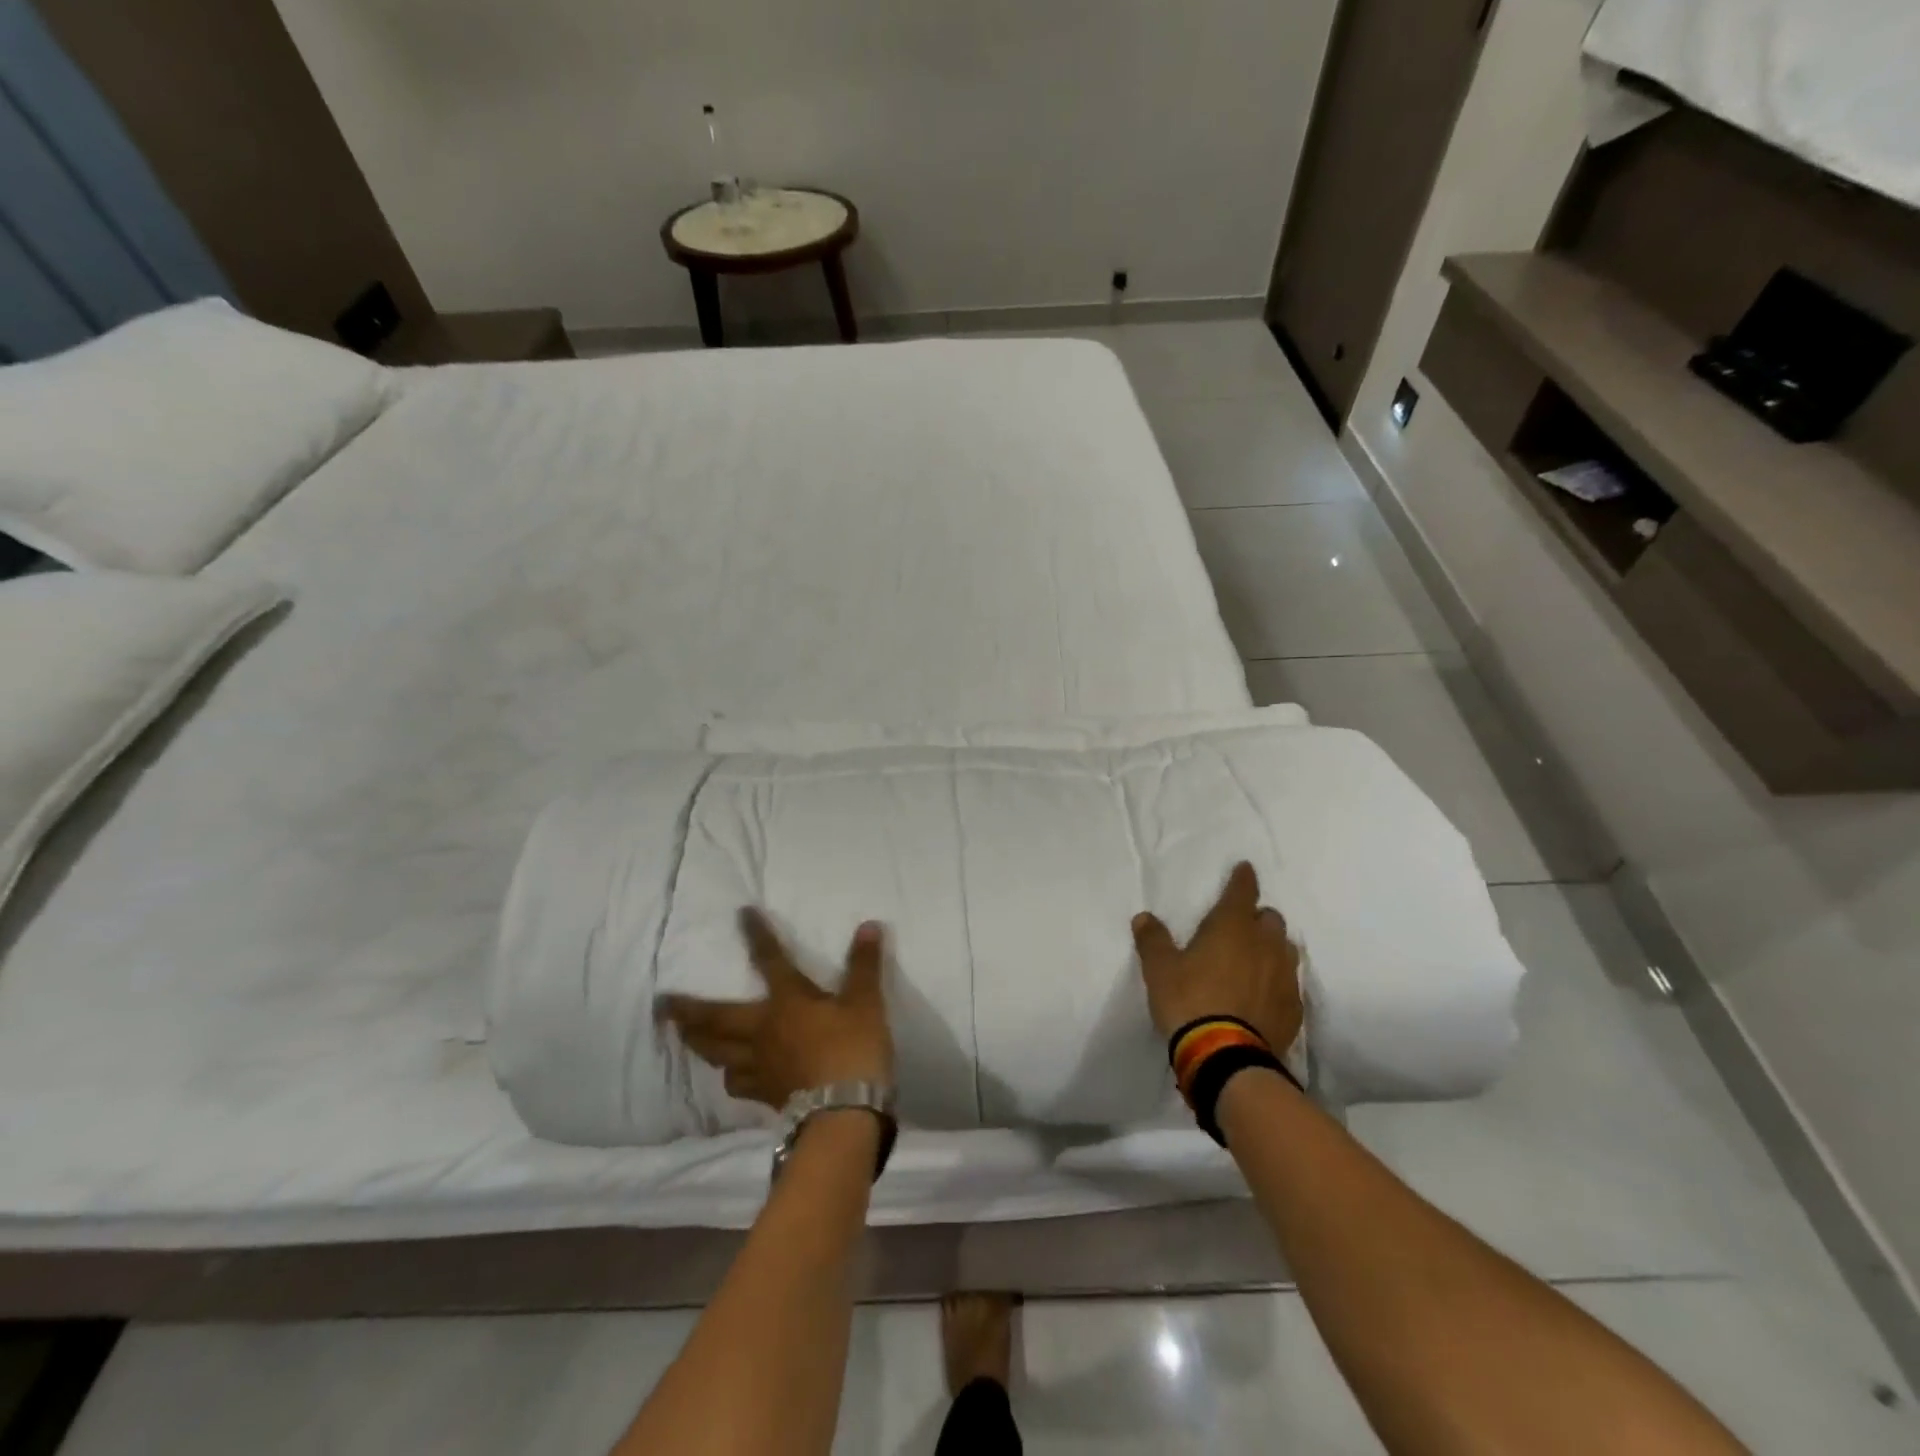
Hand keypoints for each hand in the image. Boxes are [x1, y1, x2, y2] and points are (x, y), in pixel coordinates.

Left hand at [662, 909, 893, 1108]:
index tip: (741, 914)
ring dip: (698, 1043)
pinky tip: (730, 1077)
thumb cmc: (853, 1049)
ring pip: (717, 1053)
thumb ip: (864, 964)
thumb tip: (869, 925)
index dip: (756, 935)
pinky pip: (737, 1085)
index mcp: (786, 1002)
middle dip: (688, 1010)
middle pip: (716, 1019)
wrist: (844, 1113)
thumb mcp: (866, 1001)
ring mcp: (760, 1066)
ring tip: (684, 1037)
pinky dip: (729, 1077)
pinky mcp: (766, 1095)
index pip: (769, 960)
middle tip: (662, 1004)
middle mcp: (763, 1031)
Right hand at [1132, 861, 1303, 1051]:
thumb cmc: (1189, 1001)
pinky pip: (1289, 984)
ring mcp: (1284, 977)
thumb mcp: (1159, 969)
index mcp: (1232, 926)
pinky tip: (1264, 994)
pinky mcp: (1293, 1008)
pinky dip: (1277, 981)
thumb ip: (1153, 940)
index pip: (1242, 891)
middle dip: (1257, 917)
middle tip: (1240, 926)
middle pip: (1270, 919)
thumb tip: (1144, 917)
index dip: (1243, 878)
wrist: (1226, 1057)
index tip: (1244, 869)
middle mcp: (1265, 944)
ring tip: (1255, 958)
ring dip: (1272, 947)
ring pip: (1285, 949)